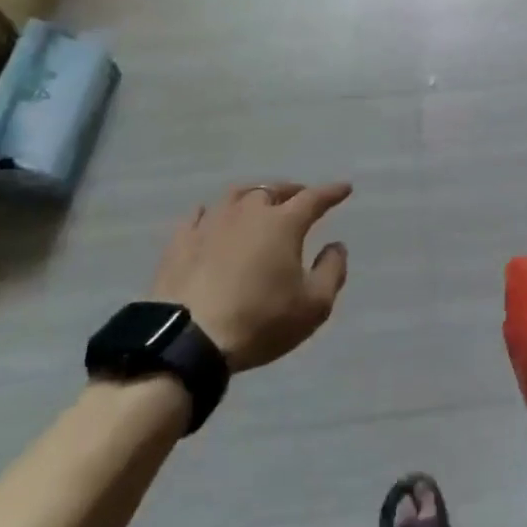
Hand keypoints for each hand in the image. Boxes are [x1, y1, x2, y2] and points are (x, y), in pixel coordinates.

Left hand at [150, 181, 351, 371]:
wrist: (189, 338)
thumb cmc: (260, 321)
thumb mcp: (313, 306)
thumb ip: (332, 271)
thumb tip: (336, 246)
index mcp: (283, 223)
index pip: (313, 198)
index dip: (331, 192)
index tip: (344, 188)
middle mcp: (248, 212)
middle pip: (273, 191)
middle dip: (291, 191)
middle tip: (300, 197)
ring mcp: (211, 223)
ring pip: (236, 195)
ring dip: (254, 195)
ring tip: (260, 201)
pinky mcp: (181, 240)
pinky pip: (200, 215)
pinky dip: (213, 212)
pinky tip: (211, 216)